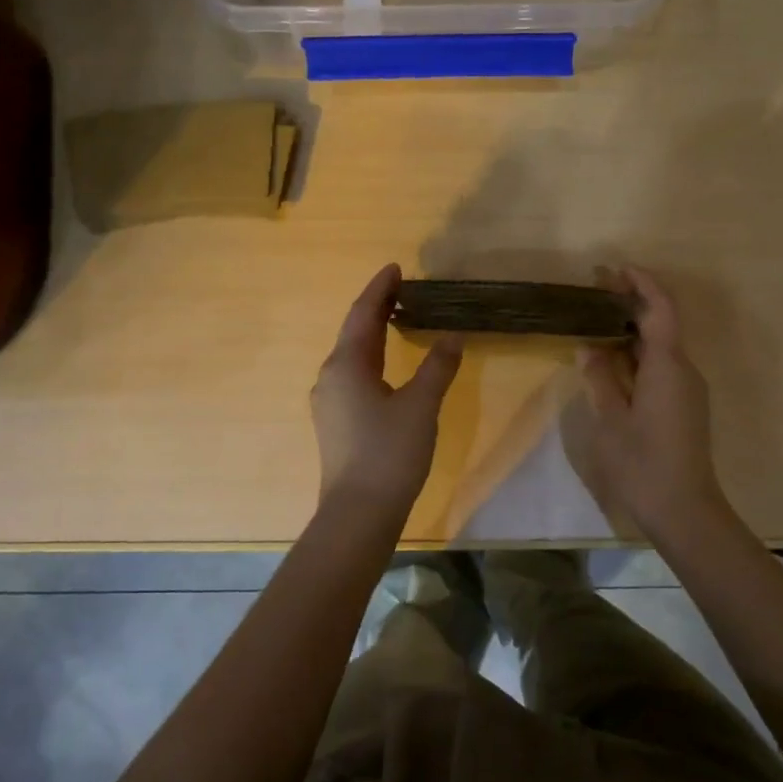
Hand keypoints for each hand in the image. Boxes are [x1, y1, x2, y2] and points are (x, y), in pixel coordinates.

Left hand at [310, 264, 462, 520]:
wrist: (358, 513)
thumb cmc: (389, 453)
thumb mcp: (421, 405)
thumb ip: (438, 366)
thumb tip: (453, 336)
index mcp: (347, 365)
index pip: (363, 314)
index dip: (380, 289)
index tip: (396, 268)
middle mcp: (331, 377)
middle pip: (354, 332)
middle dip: (376, 308)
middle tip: (401, 290)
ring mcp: (329, 402)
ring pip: (352, 356)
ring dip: (373, 334)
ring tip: (397, 321)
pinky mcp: (335, 423)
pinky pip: (353, 376)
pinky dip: (371, 359)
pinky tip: (387, 369)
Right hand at [577, 268, 735, 538]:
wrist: (685, 510)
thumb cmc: (643, 464)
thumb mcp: (611, 420)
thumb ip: (600, 377)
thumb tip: (589, 346)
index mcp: (667, 366)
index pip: (660, 309)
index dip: (641, 283)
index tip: (615, 269)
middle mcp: (684, 369)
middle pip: (662, 322)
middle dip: (632, 302)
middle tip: (596, 290)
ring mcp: (687, 388)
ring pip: (661, 345)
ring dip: (633, 328)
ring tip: (596, 320)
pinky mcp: (685, 404)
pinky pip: (662, 365)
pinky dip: (638, 353)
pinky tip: (612, 359)